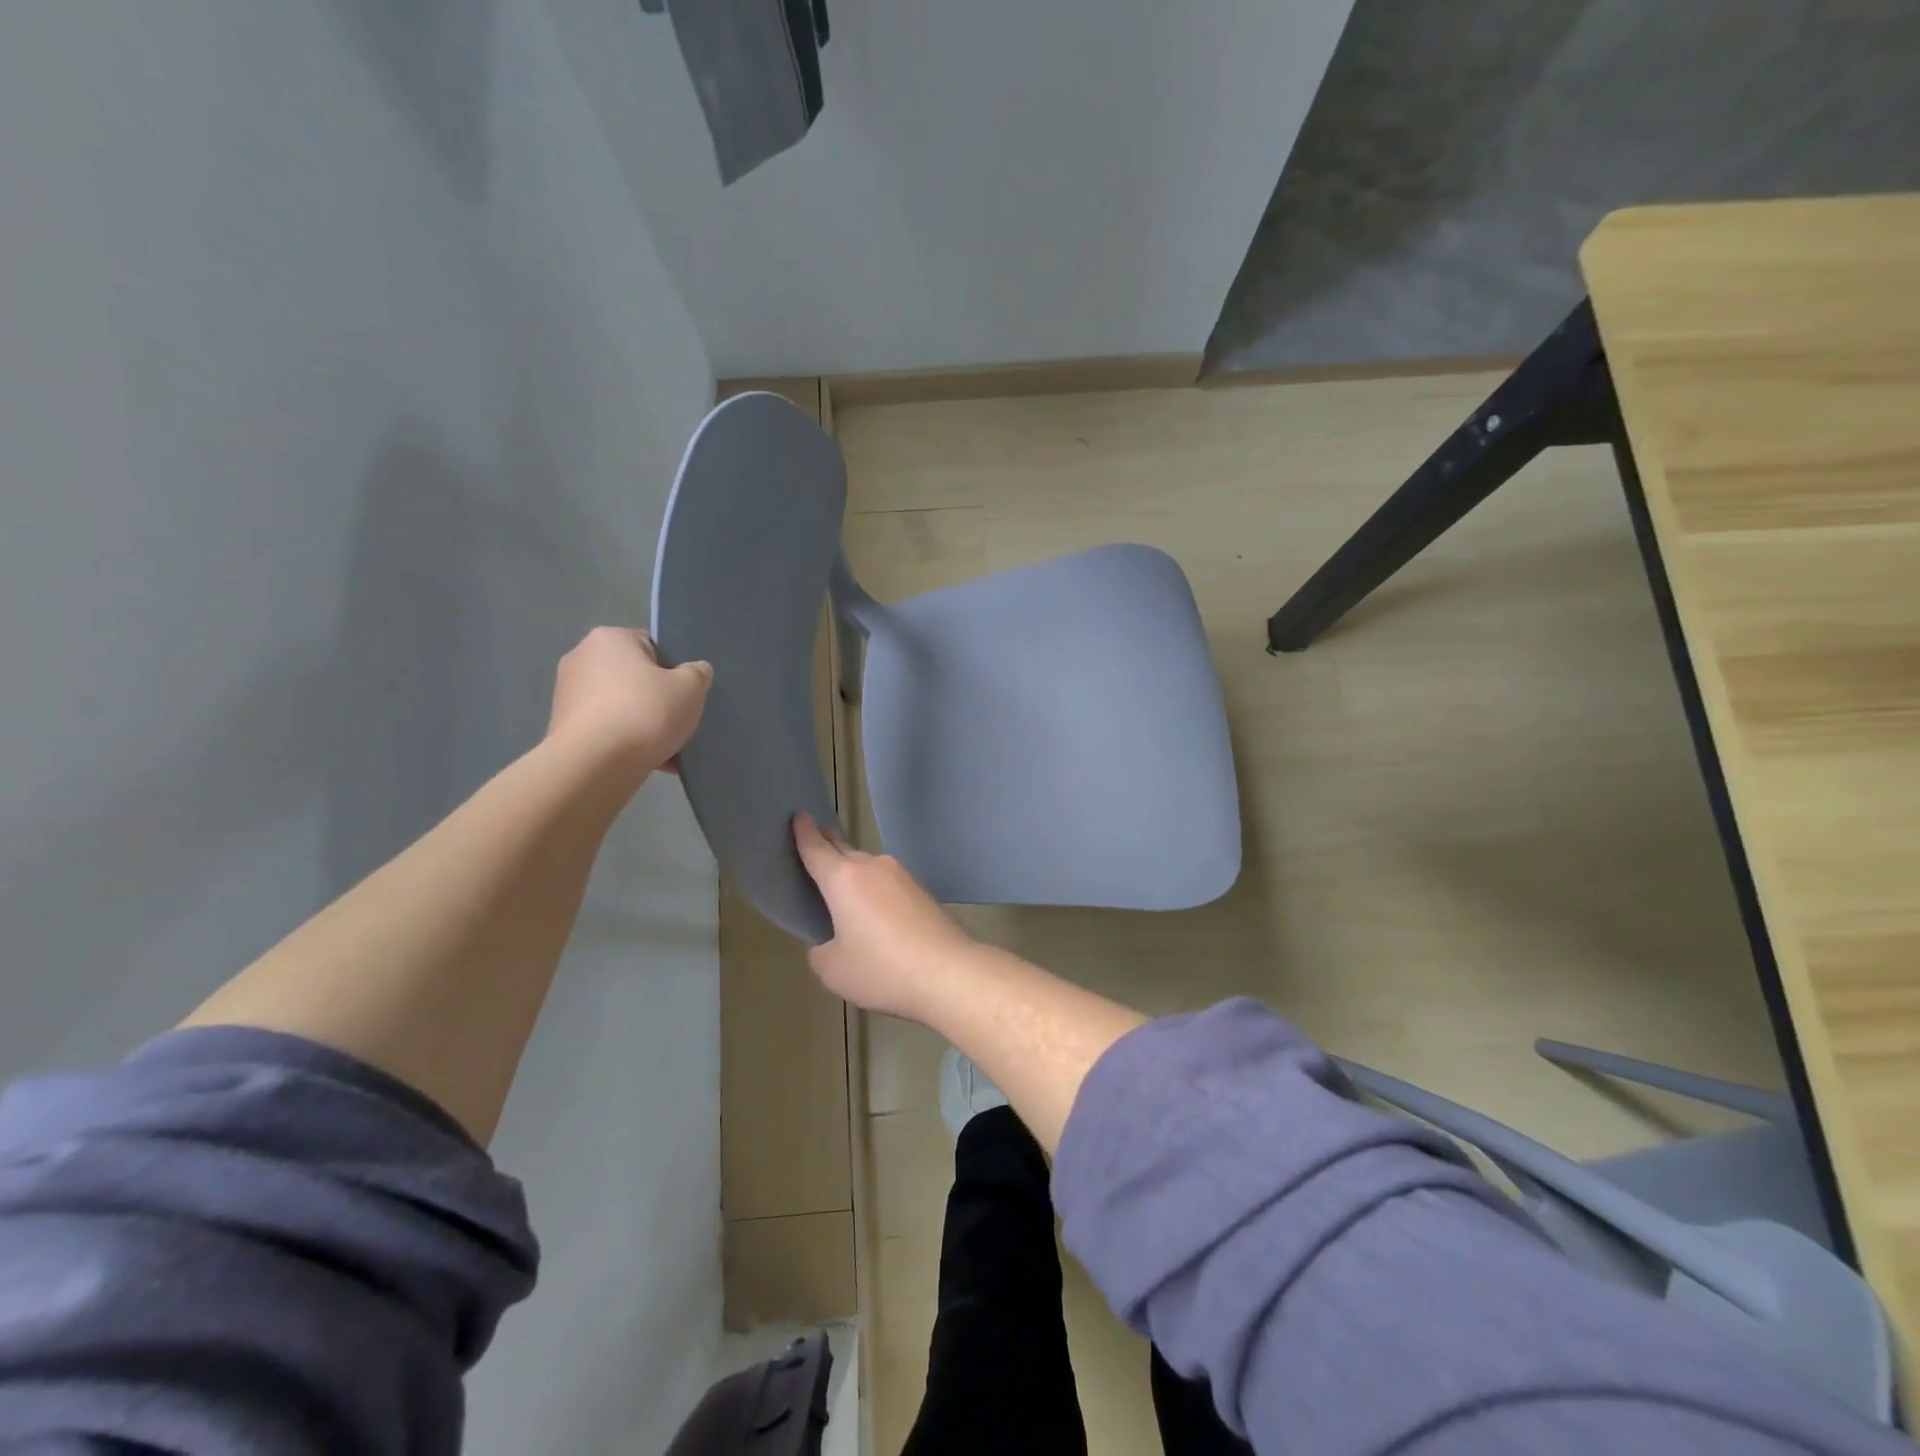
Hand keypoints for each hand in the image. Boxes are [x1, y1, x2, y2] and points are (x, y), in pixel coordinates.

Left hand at [548, 628, 710, 780]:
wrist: (595, 764)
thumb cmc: (645, 713)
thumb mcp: (691, 688)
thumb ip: (697, 674)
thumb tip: (696, 671)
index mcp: (609, 638)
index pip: (651, 646)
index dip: (673, 669)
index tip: (685, 693)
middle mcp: (581, 659)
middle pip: (634, 678)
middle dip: (657, 700)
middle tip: (678, 720)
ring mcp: (567, 696)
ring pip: (622, 708)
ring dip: (643, 725)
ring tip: (667, 749)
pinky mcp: (562, 729)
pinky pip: (606, 731)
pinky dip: (625, 744)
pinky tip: (650, 762)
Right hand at [793, 813, 977, 1020]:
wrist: (948, 973)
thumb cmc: (881, 968)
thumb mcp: (833, 969)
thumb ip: (821, 949)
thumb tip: (833, 939)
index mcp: (843, 879)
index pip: (816, 848)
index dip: (803, 832)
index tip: (799, 815)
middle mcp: (873, 867)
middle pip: (843, 851)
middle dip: (828, 846)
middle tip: (815, 845)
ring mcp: (902, 876)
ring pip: (868, 867)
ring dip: (854, 874)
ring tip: (844, 894)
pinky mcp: (922, 892)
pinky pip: (888, 884)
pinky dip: (875, 891)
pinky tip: (876, 915)